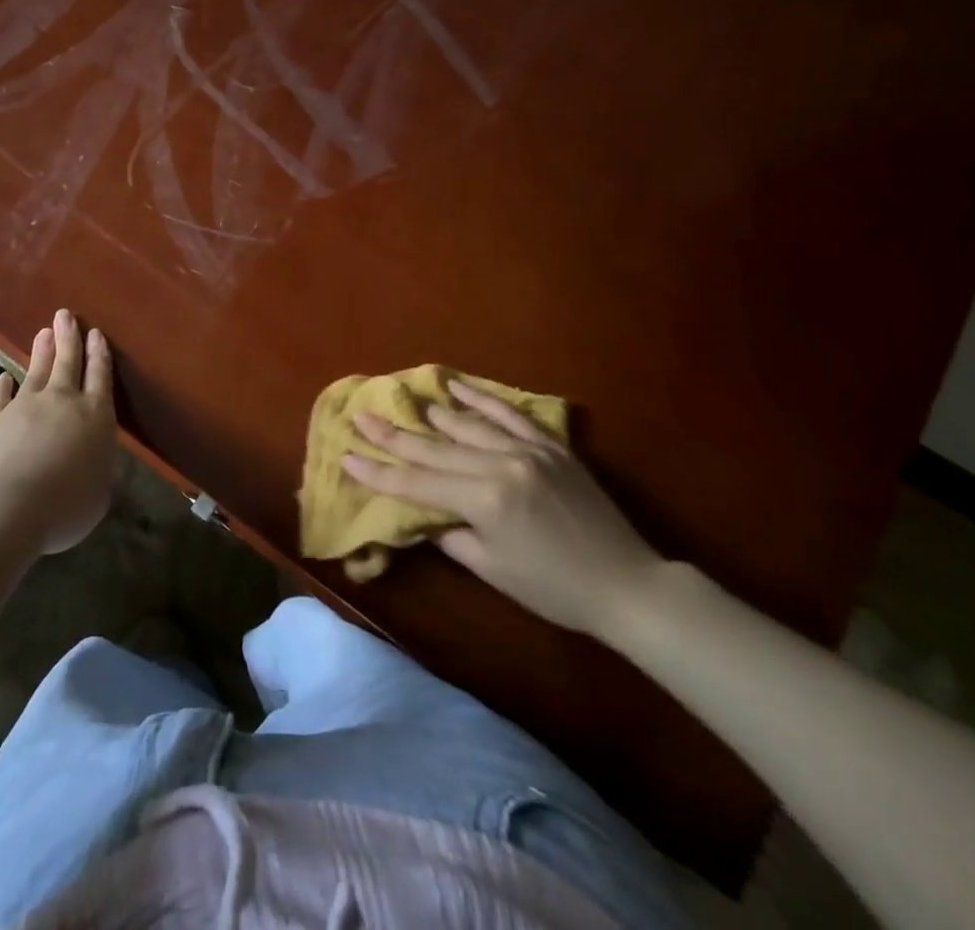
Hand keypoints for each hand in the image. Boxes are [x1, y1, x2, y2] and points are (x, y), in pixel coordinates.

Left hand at [0, 309, 116, 554]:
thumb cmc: (65, 505)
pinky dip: (3, 386)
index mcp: (95, 416)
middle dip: (69, 338)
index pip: (100, 377)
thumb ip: (98, 468)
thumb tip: (94, 458)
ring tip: (44, 332)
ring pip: (36, 370)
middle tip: (66, 315)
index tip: (96, 334)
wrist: (6, 507)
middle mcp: (62, 402)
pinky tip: (4, 377)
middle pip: (68, 362)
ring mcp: (25, 406)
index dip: (99, 354)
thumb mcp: (99, 493)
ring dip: (41, 351)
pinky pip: (1, 396)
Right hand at [343, 379, 663, 640]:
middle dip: (393, 434)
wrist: (627, 583)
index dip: (379, 473)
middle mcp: (501, 464)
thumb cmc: (554, 589)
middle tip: (362, 416)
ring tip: (403, 399)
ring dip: (431, 412)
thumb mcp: (492, 568)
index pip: (417, 484)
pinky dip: (480, 398)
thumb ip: (451, 534)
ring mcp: (527, 448)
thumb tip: (423, 512)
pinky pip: (508, 412)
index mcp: (484, 500)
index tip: (347, 457)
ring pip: (467, 423)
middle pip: (435, 447)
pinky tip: (457, 385)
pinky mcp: (550, 444)